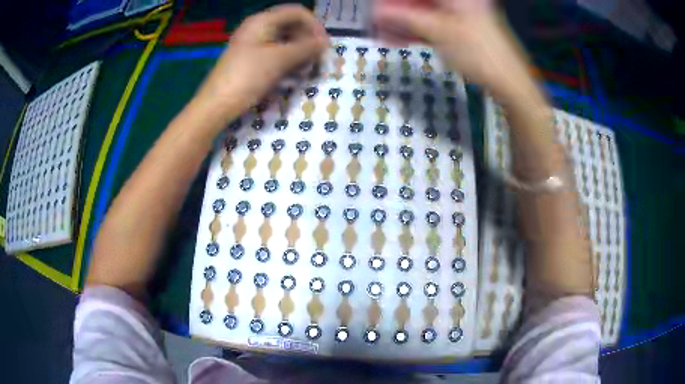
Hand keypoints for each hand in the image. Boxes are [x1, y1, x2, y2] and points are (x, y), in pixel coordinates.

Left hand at [194, 5, 327, 123]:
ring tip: (307, 68)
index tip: (324, 45)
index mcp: (262, 20)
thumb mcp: (279, 60)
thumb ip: (306, 48)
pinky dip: (288, 59)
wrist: (216, 104)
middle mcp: (258, 27)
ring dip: (299, 51)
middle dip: (307, 40)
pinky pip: (275, 52)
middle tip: (317, 59)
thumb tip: (325, 43)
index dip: (314, 25)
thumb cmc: (247, 77)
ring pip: (285, 40)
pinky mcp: (251, 58)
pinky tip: (294, 73)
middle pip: (291, 25)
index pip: (297, 12)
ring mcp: (253, 43)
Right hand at [374, 0, 540, 104]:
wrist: (508, 81)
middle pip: (419, 1)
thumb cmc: (477, 52)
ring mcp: (459, 14)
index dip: (395, 0)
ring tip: (381, 35)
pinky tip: (398, 40)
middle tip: (376, 23)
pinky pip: (432, 24)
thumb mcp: (438, 31)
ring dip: (402, 23)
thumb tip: (375, 12)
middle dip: (396, 11)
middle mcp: (457, 1)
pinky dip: (416, 31)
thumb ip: (404, 17)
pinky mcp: (460, 29)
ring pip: (423, 13)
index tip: (377, 9)